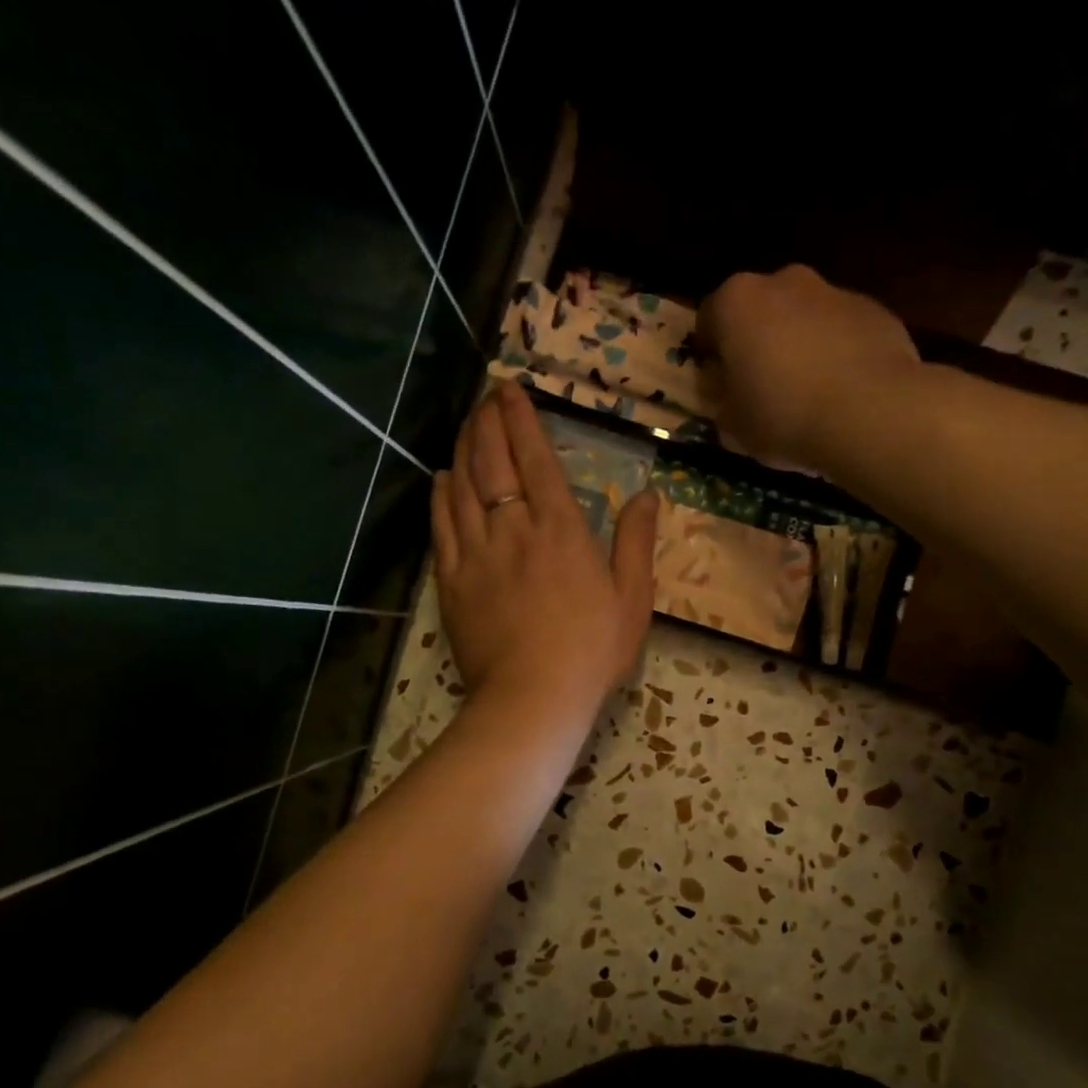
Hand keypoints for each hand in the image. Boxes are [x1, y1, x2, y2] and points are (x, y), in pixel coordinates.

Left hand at [432, 382, 658, 717]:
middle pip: (492, 462)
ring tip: (466, 425)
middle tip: (485, 398)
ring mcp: (476, 552)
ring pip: (462, 486)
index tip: (509, 390)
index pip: (535, 458)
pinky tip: (441, 477)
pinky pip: (440, 525)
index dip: (520, 419)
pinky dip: (440, 494)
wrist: (533, 697)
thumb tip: (647, 494)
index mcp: (560, 528)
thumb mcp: (632, 598)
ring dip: (464, 449)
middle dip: (488, 422)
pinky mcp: (451, 579)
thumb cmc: (592, 650)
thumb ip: (636, 542)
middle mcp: (513, 528)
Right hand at [694, 264, 920, 466]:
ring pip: (805, 316)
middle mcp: (784, 281)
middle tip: (763, 386)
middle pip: (760, 310)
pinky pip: (843, 331)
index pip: (708, 319)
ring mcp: (834, 291)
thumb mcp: (732, 425)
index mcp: (737, 302)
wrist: (871, 413)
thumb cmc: (784, 416)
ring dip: (801, 344)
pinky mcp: (875, 310)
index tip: (720, 384)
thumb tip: (726, 389)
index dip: (711, 354)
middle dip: (759, 341)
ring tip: (810, 393)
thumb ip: (721, 399)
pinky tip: (844, 392)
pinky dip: (839, 352)